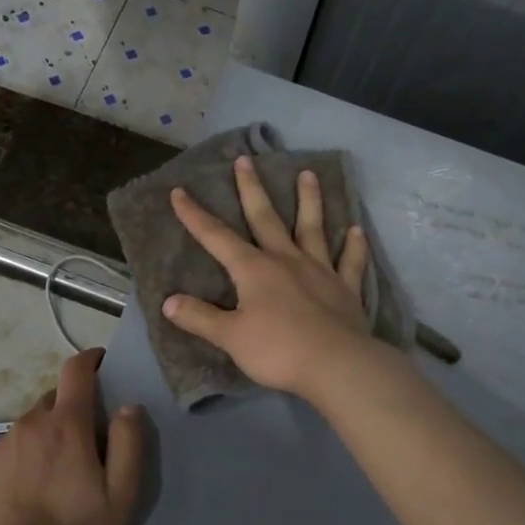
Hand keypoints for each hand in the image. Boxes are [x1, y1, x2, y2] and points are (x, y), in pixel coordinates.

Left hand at [0, 348, 143, 524]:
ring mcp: (1, 444)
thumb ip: (129, 444)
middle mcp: (31, 423)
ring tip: (54, 472)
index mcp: (66, 424)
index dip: (89, 359)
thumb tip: (129, 406)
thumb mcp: (120, 494)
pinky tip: (27, 490)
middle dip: (71, 408)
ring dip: (46, 435)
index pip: (75, 370)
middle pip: (54, 399)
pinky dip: (22, 457)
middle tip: (83, 441)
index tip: (100, 363)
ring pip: (30, 425)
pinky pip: (8, 449)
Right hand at [163, 155, 376, 397]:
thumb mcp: (230, 337)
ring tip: (308, 173)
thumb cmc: (278, 350)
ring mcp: (319, 271)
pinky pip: (349, 262)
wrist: (336, 365)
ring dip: (309, 200)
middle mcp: (286, 260)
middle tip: (246, 160)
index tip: (180, 191)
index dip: (195, 215)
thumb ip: (200, 318)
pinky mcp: (345, 289)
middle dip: (252, 189)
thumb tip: (169, 302)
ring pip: (312, 228)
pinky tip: (356, 230)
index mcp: (254, 270)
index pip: (217, 237)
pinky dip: (353, 246)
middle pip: (266, 218)